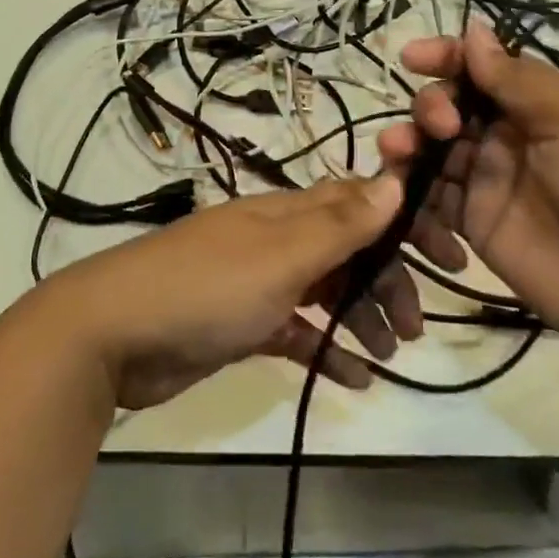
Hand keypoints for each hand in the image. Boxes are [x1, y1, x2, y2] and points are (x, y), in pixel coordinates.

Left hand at [39, 175, 406, 409]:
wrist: (112, 335)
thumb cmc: (206, 289)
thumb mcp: (280, 257)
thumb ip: (339, 224)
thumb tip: (394, 179)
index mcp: (286, 213)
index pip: (358, 204)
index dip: (404, 223)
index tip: (446, 255)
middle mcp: (275, 240)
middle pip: (346, 250)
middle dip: (386, 280)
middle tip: (416, 327)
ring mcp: (257, 282)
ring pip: (325, 290)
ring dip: (360, 316)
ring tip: (389, 353)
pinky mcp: (241, 324)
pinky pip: (296, 330)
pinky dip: (325, 347)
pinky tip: (352, 378)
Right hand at [375, 21, 558, 353]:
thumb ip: (515, 78)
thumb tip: (473, 29)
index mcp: (540, 101)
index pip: (482, 67)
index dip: (446, 57)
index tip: (412, 58)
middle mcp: (510, 134)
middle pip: (450, 105)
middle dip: (431, 105)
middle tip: (441, 125)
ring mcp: (490, 180)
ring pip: (431, 149)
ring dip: (408, 142)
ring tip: (398, 150)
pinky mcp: (474, 223)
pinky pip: (430, 197)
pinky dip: (409, 190)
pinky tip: (401, 192)